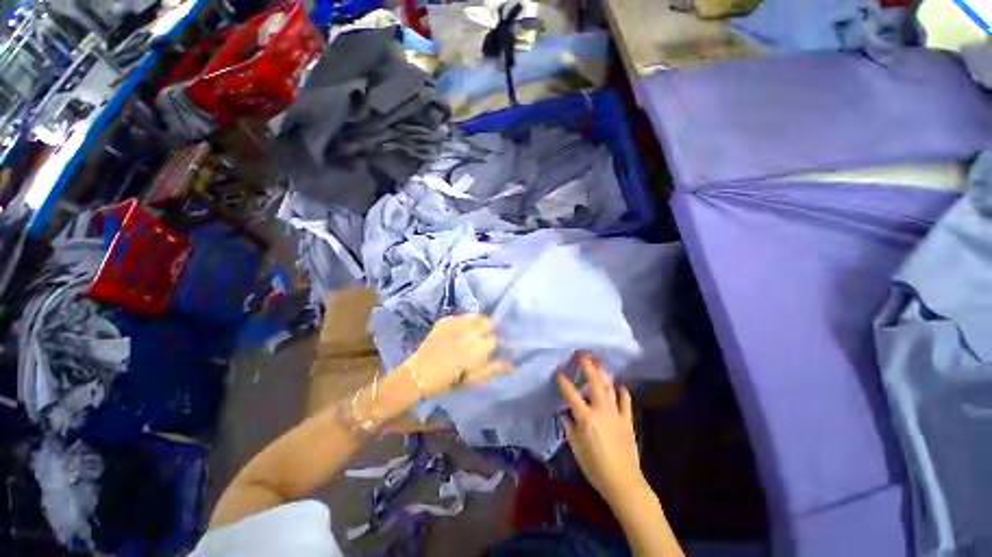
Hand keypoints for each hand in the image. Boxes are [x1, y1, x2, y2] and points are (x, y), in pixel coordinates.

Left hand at [403, 314, 510, 397]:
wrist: (418, 374)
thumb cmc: (447, 381)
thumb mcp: (472, 379)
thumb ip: (493, 369)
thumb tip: (513, 364)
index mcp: (476, 349)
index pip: (495, 339)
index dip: (498, 343)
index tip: (498, 347)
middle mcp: (467, 333)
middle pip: (488, 323)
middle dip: (491, 330)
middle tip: (486, 339)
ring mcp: (455, 324)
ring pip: (477, 317)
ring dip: (480, 324)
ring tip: (476, 333)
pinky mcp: (445, 321)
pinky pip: (462, 316)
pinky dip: (466, 321)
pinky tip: (463, 330)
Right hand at [556, 352, 645, 505]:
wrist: (623, 482)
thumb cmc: (595, 467)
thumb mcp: (575, 447)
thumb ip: (569, 426)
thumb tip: (566, 412)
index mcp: (586, 418)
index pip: (571, 394)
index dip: (563, 381)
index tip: (558, 371)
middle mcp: (601, 410)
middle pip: (594, 382)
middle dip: (588, 366)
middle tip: (582, 353)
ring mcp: (616, 414)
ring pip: (609, 387)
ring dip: (603, 373)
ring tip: (597, 361)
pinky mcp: (627, 420)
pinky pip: (625, 401)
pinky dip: (622, 392)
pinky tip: (618, 386)